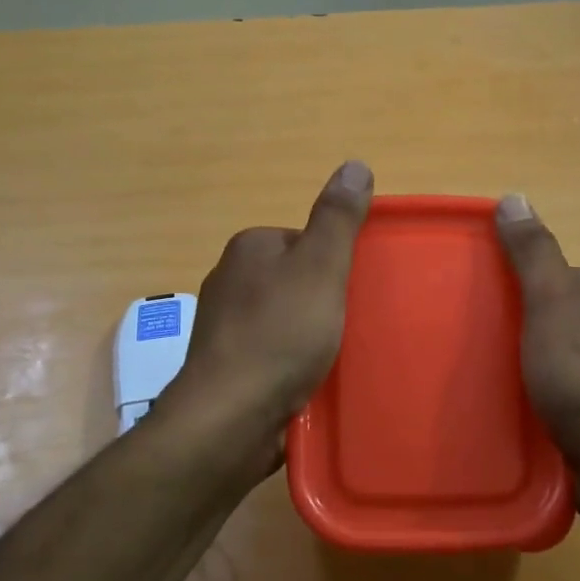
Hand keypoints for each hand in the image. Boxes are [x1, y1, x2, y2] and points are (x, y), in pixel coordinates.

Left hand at [156, 161, 373, 467]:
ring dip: (310, 337)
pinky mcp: (228, 369)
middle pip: (295, 281)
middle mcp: (229, 282)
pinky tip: (310, 383)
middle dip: (323, 301)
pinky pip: (273, 355)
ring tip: (335, 358)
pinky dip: (293, 365)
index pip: (303, 241)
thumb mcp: (320, 267)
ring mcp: (224, 328)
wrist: (231, 416)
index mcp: (248, 249)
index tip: (353, 291)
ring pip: (284, 320)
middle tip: (351, 326)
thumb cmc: (280, 334)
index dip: (334, 264)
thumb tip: (355, 164)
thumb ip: (338, 218)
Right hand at [496, 195, 579, 545]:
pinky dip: (534, 395)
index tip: (477, 300)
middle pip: (549, 314)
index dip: (512, 283)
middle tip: (472, 343)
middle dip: (514, 326)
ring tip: (481, 378)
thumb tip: (514, 196)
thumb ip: (533, 252)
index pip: (550, 273)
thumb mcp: (552, 299)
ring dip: (522, 364)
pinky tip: (509, 408)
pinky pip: (557, 391)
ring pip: (551, 355)